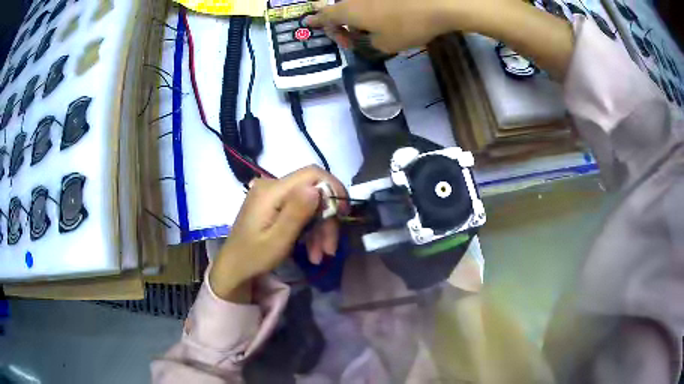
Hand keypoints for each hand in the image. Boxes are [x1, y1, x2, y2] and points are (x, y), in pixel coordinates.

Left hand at [209, 166, 347, 301]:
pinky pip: (300, 211)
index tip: (343, 213)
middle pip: (313, 192)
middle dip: (326, 220)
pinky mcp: (274, 205)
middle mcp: (272, 186)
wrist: (234, 268)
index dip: (333, 188)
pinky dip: (309, 230)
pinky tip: (312, 251)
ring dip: (320, 229)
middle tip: (330, 248)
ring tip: (320, 255)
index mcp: (271, 190)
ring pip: (309, 204)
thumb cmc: (254, 257)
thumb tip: (318, 187)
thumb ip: (296, 213)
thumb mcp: (278, 240)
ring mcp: (273, 195)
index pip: (311, 174)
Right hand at [307, 0, 572, 79]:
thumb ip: (371, 44)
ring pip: (359, 6)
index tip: (308, 23)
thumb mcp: (386, 45)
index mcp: (350, 10)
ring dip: (361, 19)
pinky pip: (375, 2)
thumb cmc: (408, 25)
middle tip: (352, 39)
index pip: (327, 17)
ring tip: (374, 32)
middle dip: (343, 25)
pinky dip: (376, 11)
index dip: (318, 22)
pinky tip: (391, 19)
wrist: (440, 2)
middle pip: (342, 10)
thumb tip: (371, 39)